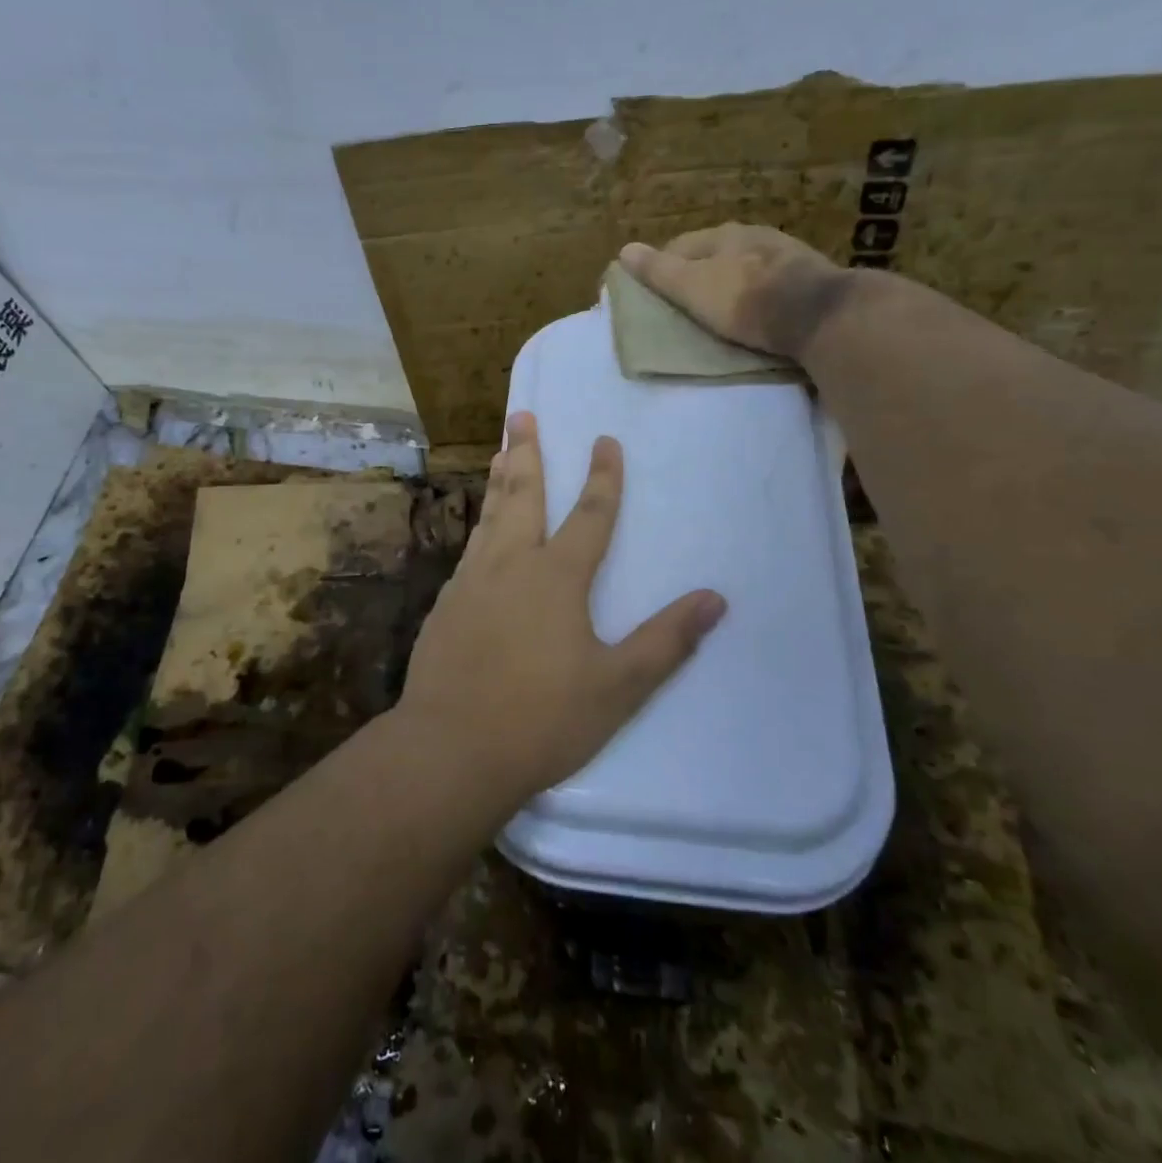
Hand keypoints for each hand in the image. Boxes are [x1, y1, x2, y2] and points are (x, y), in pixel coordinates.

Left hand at [399, 413, 726, 802]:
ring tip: (501, 453)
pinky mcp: (446, 605)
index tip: (605, 441)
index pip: (590, 516)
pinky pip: (470, 551)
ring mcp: (471, 583)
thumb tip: (715, 599)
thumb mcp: (618, 688)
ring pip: (490, 517)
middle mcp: (511, 566)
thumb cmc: (542, 719)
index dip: (602, 478)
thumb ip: (666, 641)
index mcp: (556, 579)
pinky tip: (480, 533)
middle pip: (523, 496)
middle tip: (521, 415)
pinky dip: (481, 526)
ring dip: (499, 482)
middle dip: (527, 453)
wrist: (451, 747)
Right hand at [619, 224, 851, 360]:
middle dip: (699, 273)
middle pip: (715, 253)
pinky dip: (758, 293)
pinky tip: (757, 311)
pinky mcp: (809, 277)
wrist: (817, 314)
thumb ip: (659, 271)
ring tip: (721, 310)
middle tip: (687, 303)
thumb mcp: (692, 287)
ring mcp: (786, 253)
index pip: (681, 245)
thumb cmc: (744, 299)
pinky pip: (771, 281)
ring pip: (745, 265)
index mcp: (723, 234)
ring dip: (731, 282)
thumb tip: (624, 249)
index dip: (664, 267)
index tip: (656, 293)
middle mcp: (754, 234)